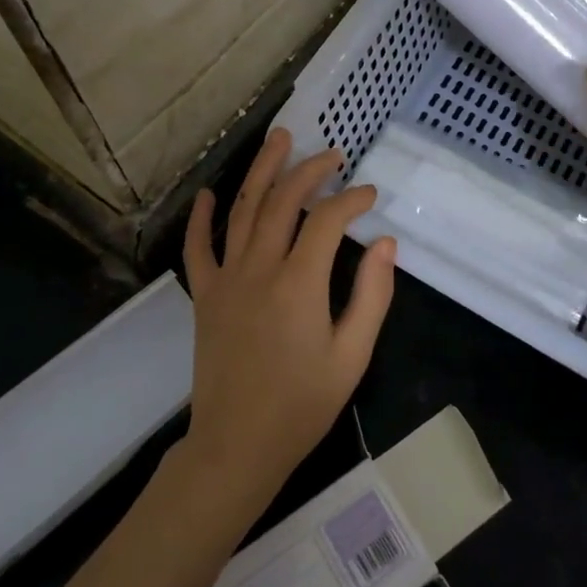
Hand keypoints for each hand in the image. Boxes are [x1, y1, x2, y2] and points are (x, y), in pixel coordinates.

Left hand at [180, 128, 396, 515]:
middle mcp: (259, 268)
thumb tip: (387, 244)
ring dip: (262, 171)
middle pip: (283, 201)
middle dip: (310, 170)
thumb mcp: (352, 355)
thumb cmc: (302, 405)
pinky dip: (203, 217)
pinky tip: (209, 194)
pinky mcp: (205, 295)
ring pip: (243, 209)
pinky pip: (198, 247)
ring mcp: (226, 279)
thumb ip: (372, 295)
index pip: (328, 220)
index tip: (370, 195)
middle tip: (332, 154)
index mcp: (299, 283)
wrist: (237, 446)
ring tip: (280, 140)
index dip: (352, 199)